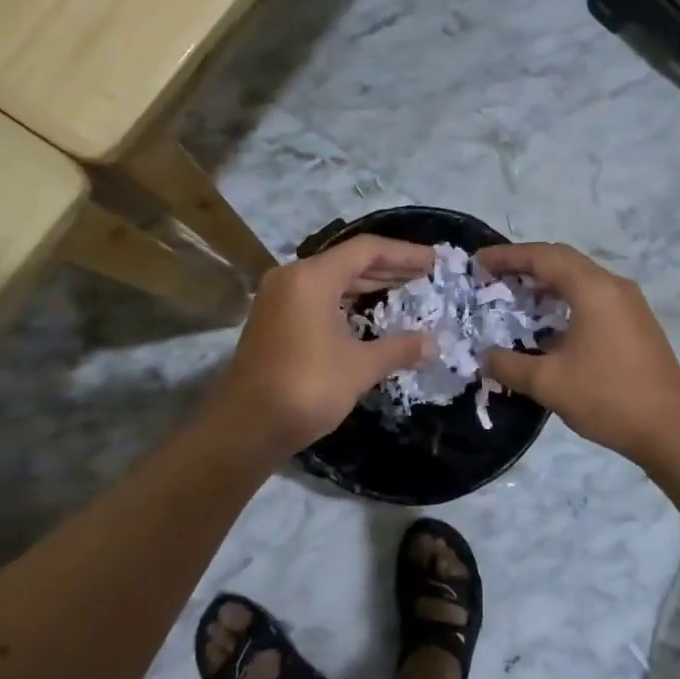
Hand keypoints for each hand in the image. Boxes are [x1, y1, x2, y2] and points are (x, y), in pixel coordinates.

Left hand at [205, 235, 433, 462]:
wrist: (245, 427)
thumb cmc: (306, 388)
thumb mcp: (360, 367)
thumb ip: (399, 348)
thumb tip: (434, 343)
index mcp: (312, 277)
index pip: (366, 250)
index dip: (404, 253)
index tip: (434, 260)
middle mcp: (292, 278)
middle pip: (348, 261)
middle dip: (389, 267)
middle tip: (425, 274)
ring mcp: (278, 299)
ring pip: (332, 280)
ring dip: (368, 284)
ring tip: (404, 289)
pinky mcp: (273, 320)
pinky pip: (318, 297)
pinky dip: (347, 300)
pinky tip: (368, 313)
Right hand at [475, 242, 679, 467]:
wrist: (670, 428)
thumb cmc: (607, 397)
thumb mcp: (548, 383)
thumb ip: (509, 365)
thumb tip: (485, 357)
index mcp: (592, 289)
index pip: (543, 257)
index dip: (507, 256)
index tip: (478, 262)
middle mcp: (613, 285)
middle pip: (563, 259)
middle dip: (526, 263)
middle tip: (494, 275)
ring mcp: (629, 302)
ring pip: (581, 277)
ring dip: (548, 281)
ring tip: (517, 295)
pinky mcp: (636, 321)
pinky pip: (594, 294)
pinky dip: (566, 297)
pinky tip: (550, 321)